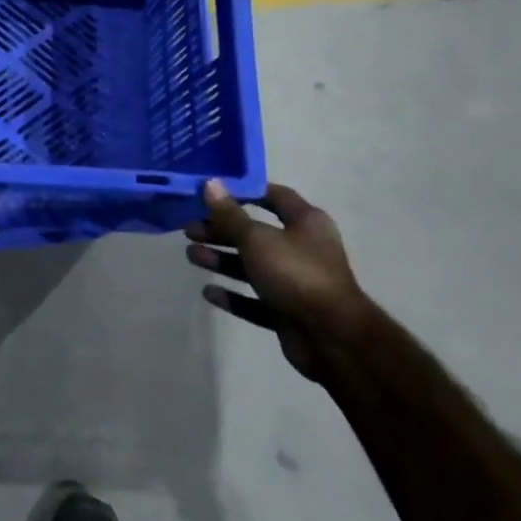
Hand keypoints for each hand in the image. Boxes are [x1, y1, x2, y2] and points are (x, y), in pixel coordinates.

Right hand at [185, 180, 369, 381]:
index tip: (211, 193)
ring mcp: (296, 282)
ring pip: (252, 266)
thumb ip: (230, 214)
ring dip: (222, 260)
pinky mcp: (287, 311)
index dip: (244, 192)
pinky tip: (208, 292)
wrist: (331, 336)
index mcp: (305, 223)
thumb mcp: (257, 239)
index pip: (274, 196)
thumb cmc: (295, 274)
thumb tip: (210, 183)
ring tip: (192, 256)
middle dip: (221, 231)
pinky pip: (255, 300)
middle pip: (256, 233)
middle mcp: (303, 248)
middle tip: (189, 230)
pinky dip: (233, 295)